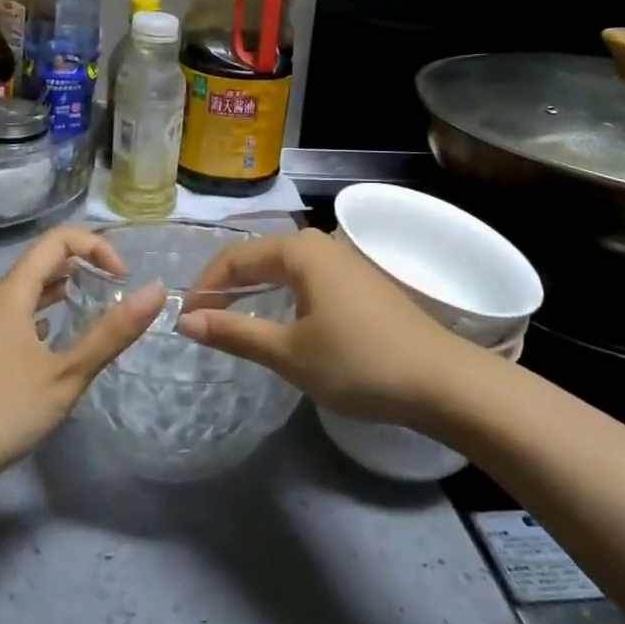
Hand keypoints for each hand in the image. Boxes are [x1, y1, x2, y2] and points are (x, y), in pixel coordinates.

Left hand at [0, 227, 164, 488]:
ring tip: (96, 307)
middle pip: (44, 259)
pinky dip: (48, 314)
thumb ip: (112, 333)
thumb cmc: (1, 411)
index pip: (58, 240)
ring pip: (32, 289)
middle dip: (85, 263)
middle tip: (117, 289)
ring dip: (66, 288)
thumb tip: (157, 291)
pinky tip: (59, 339)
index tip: (123, 279)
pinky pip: (22, 314)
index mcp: (14, 292)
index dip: (96, 247)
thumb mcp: (66, 374)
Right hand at [177, 228, 469, 425]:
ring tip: (231, 321)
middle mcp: (319, 243)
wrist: (439, 380)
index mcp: (299, 250)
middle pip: (258, 257)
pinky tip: (278, 320)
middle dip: (227, 286)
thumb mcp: (289, 352)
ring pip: (282, 268)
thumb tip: (187, 320)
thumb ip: (235, 332)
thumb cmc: (358, 362)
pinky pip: (305, 278)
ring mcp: (342, 260)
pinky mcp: (358, 280)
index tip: (184, 321)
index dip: (205, 286)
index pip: (235, 257)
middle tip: (202, 321)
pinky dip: (280, 295)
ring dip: (253, 291)